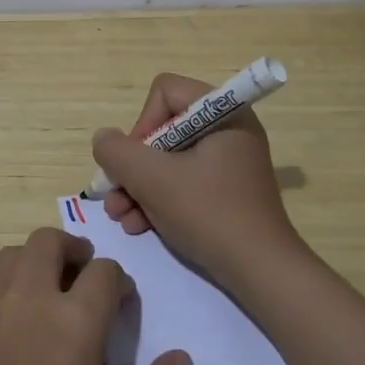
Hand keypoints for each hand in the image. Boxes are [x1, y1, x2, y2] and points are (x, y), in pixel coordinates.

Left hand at [0, 227, 191, 364]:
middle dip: (75, 251)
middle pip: (51, 241)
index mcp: (74, 326)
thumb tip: (179, 358)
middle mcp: (28, 301)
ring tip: (49, 297)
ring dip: (38, 263)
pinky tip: (14, 329)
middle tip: (84, 282)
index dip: (120, 283)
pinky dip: (8, 289)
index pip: (104, 271)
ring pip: (14, 254)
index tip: (121, 308)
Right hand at [91, 72, 306, 290]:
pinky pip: (184, 182)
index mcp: (223, 113)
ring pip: (169, 160)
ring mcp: (229, 162)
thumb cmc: (208, 213)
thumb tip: (104, 139)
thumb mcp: (152, 179)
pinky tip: (139, 226)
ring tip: (121, 217)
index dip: (141, 124)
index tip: (135, 162)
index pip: (165, 92)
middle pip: (163, 130)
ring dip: (139, 187)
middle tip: (115, 197)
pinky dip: (159, 200)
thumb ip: (117, 152)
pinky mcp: (227, 191)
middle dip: (133, 166)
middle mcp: (228, 130)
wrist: (260, 271)